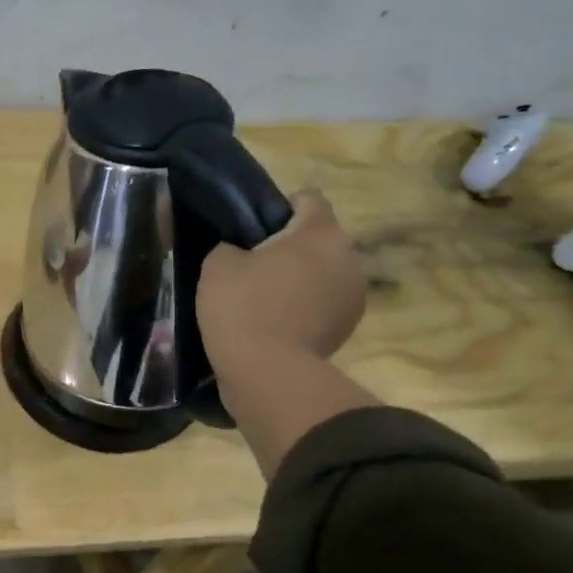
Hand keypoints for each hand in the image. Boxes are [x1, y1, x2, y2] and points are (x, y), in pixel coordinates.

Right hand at [198, 189, 373, 475]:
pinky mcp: (348, 328)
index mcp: (319, 232)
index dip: (278, 208)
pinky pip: (323, 303)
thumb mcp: (218, 263)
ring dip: (300, 279)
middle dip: (290, 247)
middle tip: (252, 267)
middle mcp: (348, 258)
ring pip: (323, 272)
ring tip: (264, 300)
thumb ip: (234, 245)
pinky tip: (276, 323)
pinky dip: (305, 307)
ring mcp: (354, 296)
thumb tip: (245, 253)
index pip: (308, 199)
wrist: (267, 374)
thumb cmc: (242, 307)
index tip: (252, 230)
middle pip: (318, 239)